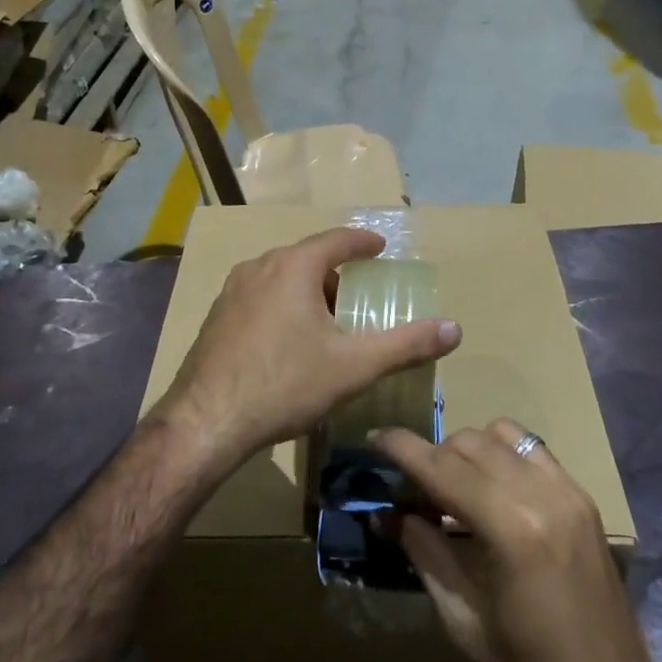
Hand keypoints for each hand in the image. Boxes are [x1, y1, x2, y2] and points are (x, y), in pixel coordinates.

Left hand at [154, 228, 461, 474]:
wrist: (207, 421)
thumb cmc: (285, 384)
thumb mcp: (354, 366)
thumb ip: (406, 345)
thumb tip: (455, 329)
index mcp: (293, 267)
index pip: (336, 240)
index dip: (362, 242)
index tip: (380, 246)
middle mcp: (260, 267)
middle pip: (307, 258)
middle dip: (335, 272)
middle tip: (357, 294)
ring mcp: (232, 291)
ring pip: (280, 277)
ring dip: (307, 289)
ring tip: (326, 319)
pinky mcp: (217, 316)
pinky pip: (259, 296)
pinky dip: (282, 304)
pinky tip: (288, 340)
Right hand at [374, 420, 661, 661]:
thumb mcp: (467, 626)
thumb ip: (427, 556)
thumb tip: (388, 515)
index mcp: (512, 531)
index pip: (443, 468)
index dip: (402, 449)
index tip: (372, 439)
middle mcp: (542, 495)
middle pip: (468, 444)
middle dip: (431, 458)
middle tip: (409, 491)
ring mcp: (568, 491)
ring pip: (499, 435)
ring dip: (466, 451)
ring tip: (450, 489)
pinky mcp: (583, 497)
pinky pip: (531, 448)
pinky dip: (502, 454)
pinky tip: (491, 489)